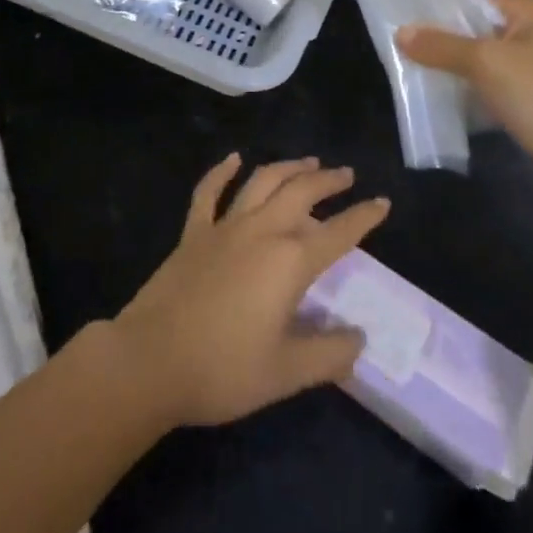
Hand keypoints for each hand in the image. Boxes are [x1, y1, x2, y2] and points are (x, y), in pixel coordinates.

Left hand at [113, 154, 390, 426]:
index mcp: (289, 262)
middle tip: (346, 175)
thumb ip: (328, 354)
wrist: (151, 360)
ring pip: (262, 182)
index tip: (382, 202)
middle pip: (301, 192)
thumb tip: (359, 340)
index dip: (363, 217)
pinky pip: (209, 192)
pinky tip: (233, 159)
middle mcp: (261, 231)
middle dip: (328, 180)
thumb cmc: (222, 369)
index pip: (338, 233)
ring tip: (308, 162)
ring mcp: (224, 226)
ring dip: (288, 167)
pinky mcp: (193, 233)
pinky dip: (222, 172)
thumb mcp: (286, 373)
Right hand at [396, 0, 532, 201]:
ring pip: (487, 64)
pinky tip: (448, 103)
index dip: (441, 16)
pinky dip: (475, 95)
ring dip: (459, 73)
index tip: (405, 28)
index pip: (477, 3)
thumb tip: (400, 32)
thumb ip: (442, 46)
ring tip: (418, 77)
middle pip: (479, 33)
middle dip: (446, 47)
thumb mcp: (486, 64)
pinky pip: (497, 89)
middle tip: (405, 55)